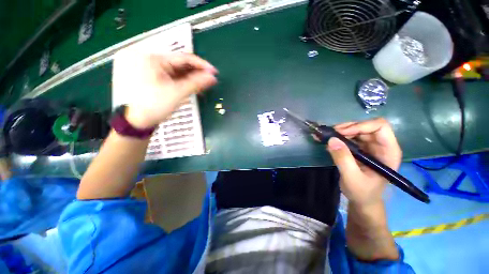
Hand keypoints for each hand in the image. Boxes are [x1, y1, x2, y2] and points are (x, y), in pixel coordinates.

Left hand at [112, 52, 217, 128]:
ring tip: (201, 85)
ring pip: (174, 69)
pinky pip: (168, 75)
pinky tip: (190, 85)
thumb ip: (196, 83)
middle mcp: (147, 57)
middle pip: (178, 63)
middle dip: (195, 73)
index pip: (182, 57)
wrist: (135, 123)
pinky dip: (180, 81)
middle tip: (209, 80)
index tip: (214, 72)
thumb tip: (213, 77)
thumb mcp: (177, 93)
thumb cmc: (154, 106)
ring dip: (189, 77)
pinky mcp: (147, 75)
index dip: (201, 65)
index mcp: (151, 58)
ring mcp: (146, 67)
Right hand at [326, 118, 401, 205]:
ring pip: (356, 130)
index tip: (341, 133)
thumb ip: (343, 159)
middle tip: (329, 134)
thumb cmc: (362, 192)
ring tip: (325, 137)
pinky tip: (327, 141)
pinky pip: (349, 137)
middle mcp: (381, 145)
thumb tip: (331, 139)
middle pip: (366, 126)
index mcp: (388, 151)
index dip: (360, 126)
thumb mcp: (352, 178)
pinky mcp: (360, 149)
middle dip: (346, 128)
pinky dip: (337, 137)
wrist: (362, 201)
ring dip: (340, 131)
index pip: (379, 127)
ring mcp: (370, 146)